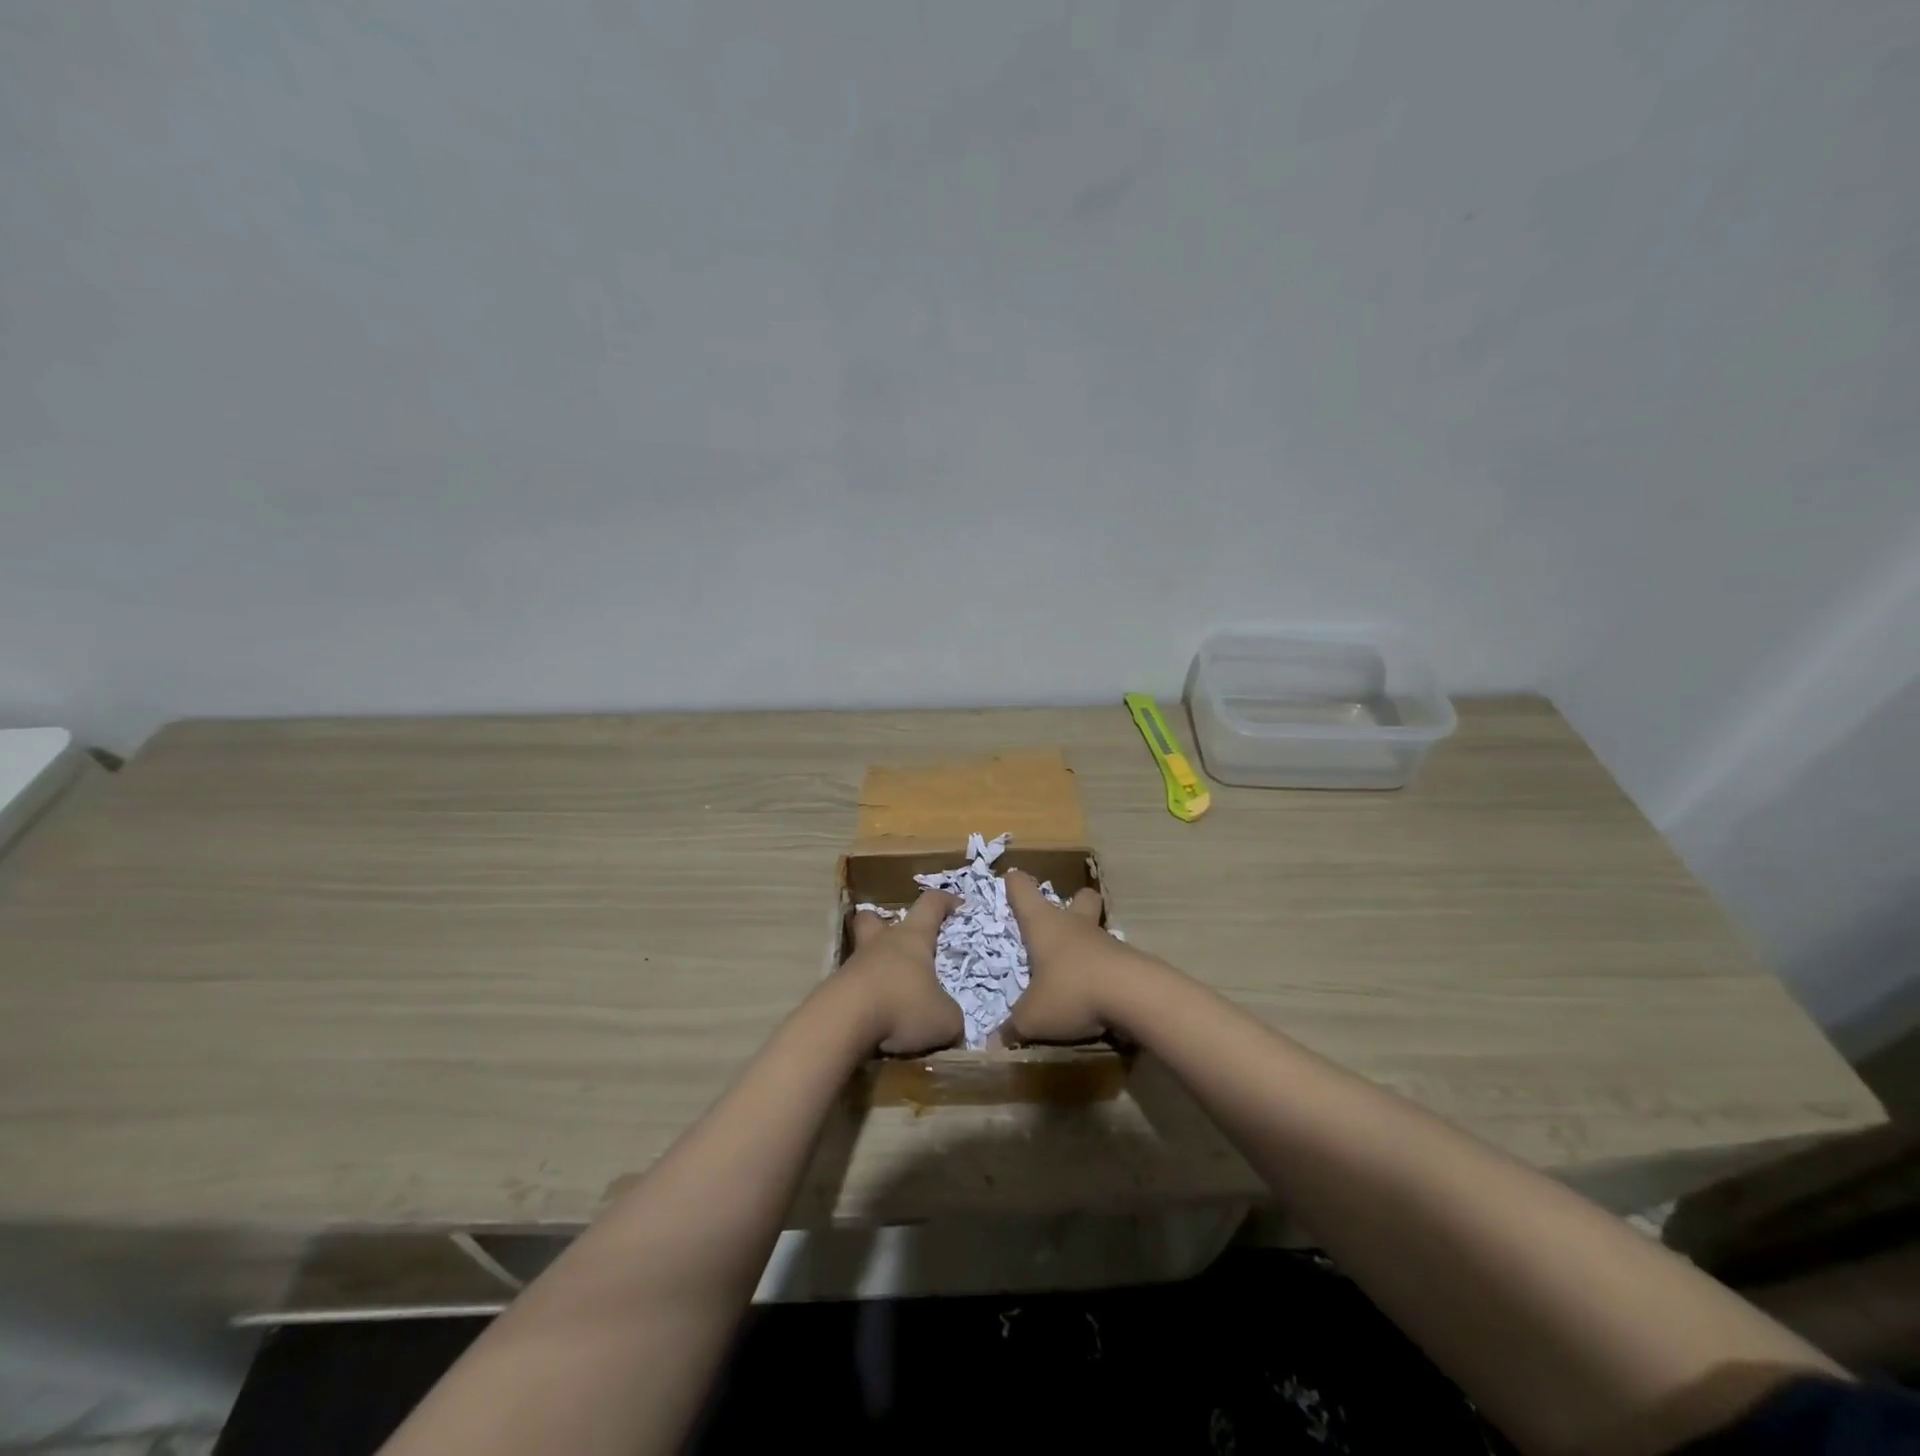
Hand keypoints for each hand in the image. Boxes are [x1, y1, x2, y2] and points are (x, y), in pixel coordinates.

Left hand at [837, 890, 962, 1054]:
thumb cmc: (902, 1007)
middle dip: (884, 924)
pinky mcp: (834, 990)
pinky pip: (853, 986)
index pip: (931, 904)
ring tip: (892, 995)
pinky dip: (864, 999)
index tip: (958, 906)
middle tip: (900, 942)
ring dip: (875, 968)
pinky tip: (875, 1020)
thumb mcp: (944, 1020)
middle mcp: (881, 943)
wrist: (842, 1024)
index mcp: (912, 938)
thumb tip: (949, 1023)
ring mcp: (853, 965)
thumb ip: (950, 1017)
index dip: (945, 901)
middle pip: (874, 918)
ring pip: (862, 955)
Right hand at [1001, 870, 1159, 1044]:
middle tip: (1066, 915)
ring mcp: (1105, 941)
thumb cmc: (1071, 991)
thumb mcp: (1033, 1017)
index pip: (1024, 893)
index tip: (1012, 877)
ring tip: (1077, 971)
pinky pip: (1112, 960)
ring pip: (1097, 930)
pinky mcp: (1128, 961)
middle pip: (1079, 898)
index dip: (1016, 885)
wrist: (1133, 995)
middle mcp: (1074, 925)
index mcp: (1044, 926)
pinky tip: (1099, 994)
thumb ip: (1013, 1027)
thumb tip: (993, 1043)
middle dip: (1074, 901)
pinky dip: (1104, 972)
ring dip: (1089, 943)